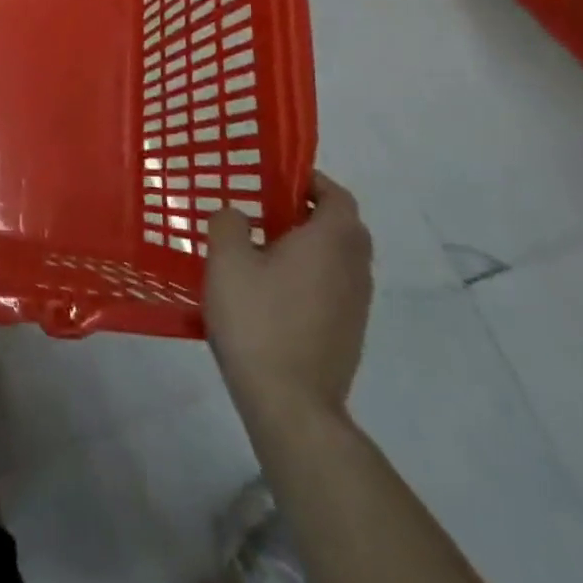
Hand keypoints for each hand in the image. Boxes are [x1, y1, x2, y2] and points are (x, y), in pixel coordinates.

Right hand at [203, 172, 372, 423]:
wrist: (291, 404)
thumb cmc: (258, 320)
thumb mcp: (226, 260)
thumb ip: (228, 223)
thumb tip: (236, 214)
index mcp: (331, 241)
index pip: (336, 196)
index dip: (311, 181)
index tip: (277, 179)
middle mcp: (354, 268)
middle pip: (342, 227)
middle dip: (308, 212)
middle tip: (266, 210)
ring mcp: (356, 305)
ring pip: (338, 259)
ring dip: (310, 246)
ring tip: (262, 249)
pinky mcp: (348, 333)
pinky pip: (333, 287)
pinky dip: (310, 276)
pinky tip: (271, 291)